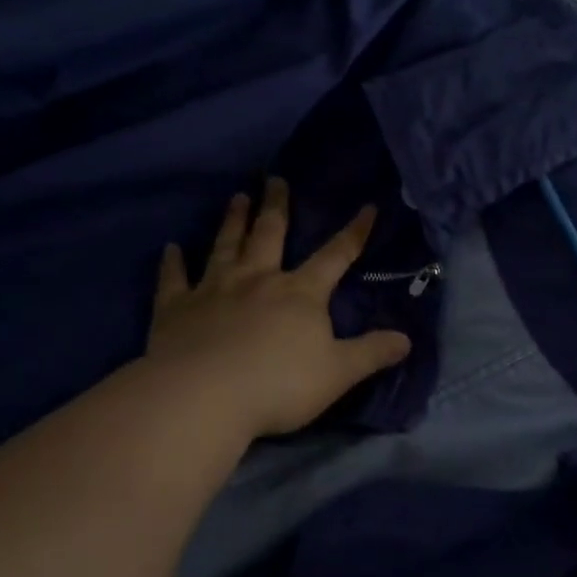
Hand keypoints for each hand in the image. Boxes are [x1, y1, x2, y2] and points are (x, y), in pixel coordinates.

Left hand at [147, 178, 413, 438]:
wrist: (204, 397)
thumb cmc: (279, 385)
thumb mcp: (338, 373)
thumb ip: (372, 353)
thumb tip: (406, 339)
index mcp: (300, 293)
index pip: (335, 256)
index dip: (354, 232)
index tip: (367, 206)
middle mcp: (258, 280)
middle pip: (270, 235)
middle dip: (276, 206)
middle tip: (275, 178)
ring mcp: (214, 290)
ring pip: (226, 246)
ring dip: (232, 221)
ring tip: (237, 197)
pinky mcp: (176, 309)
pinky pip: (174, 280)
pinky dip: (173, 263)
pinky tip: (170, 248)